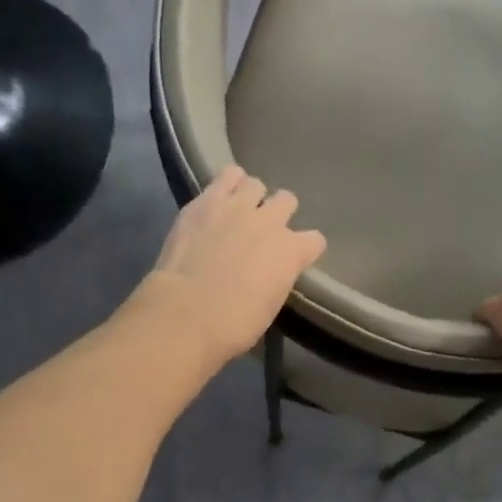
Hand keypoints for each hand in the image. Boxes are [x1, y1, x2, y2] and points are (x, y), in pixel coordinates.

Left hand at [137, 165, 326, 367]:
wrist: (187, 313)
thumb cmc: (233, 325)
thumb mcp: (269, 308)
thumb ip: (276, 281)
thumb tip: (268, 275)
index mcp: (292, 253)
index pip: (315, 240)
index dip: (306, 249)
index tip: (294, 259)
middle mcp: (271, 222)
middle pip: (288, 201)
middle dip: (279, 213)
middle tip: (263, 231)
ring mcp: (238, 207)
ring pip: (256, 183)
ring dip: (251, 196)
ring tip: (238, 210)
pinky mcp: (206, 200)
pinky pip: (227, 175)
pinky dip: (227, 183)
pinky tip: (220, 196)